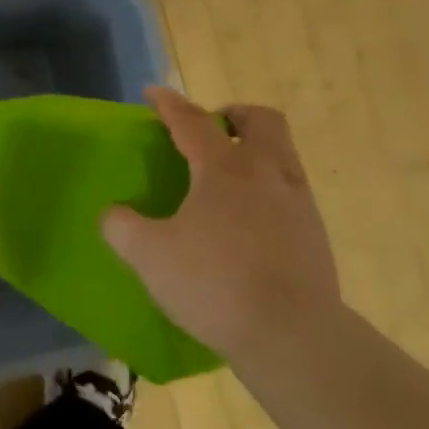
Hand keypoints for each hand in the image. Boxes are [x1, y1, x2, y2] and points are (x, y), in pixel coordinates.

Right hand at [102, 86, 343, 361]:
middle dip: (234, 115)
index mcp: (224, 169)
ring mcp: (298, 203)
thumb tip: (114, 213)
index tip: (153, 93)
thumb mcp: (148, 255)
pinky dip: (266, 188)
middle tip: (210, 130)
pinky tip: (246, 220)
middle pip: (261, 121)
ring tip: (226, 177)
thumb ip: (121, 226)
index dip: (169, 104)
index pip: (193, 122)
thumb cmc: (214, 283)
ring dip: (254, 150)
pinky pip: (289, 191)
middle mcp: (267, 173)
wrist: (292, 335)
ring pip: (282, 154)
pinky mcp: (314, 234)